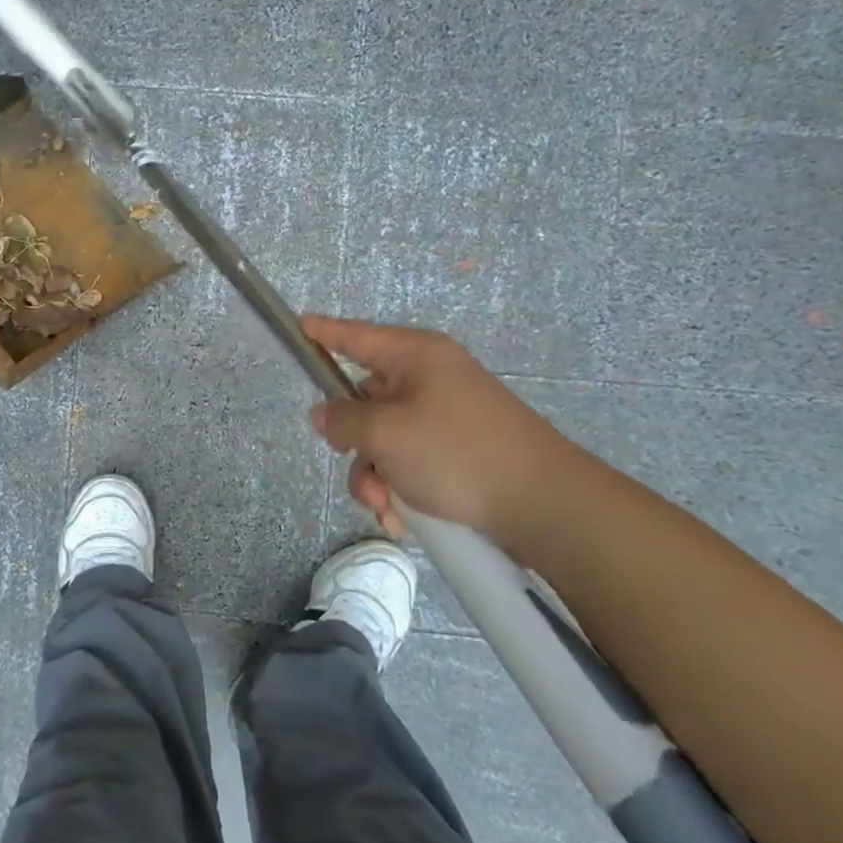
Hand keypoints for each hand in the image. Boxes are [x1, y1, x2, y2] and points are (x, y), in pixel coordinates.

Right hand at [303, 317, 590, 545]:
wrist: (544, 505)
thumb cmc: (457, 453)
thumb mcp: (386, 434)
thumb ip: (343, 420)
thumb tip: (324, 414)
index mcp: (416, 358)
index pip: (357, 336)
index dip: (324, 332)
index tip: (298, 324)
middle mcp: (430, 380)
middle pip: (365, 400)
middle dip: (353, 442)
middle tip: (352, 461)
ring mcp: (445, 418)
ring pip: (383, 441)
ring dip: (375, 476)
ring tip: (388, 506)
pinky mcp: (458, 453)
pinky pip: (409, 463)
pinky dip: (400, 489)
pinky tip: (405, 518)